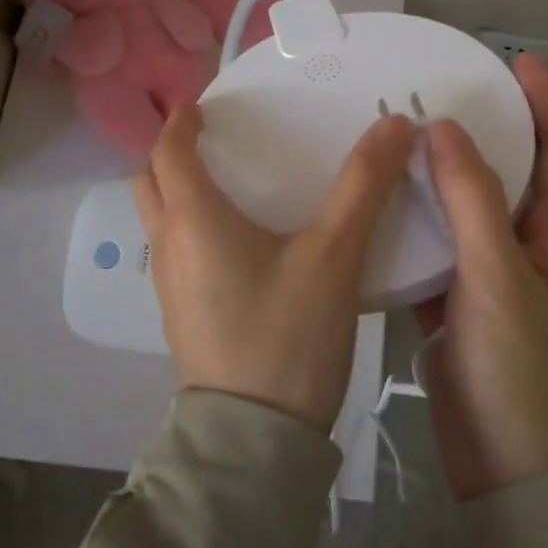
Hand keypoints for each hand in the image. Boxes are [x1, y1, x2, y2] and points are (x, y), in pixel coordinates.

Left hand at [135, 104, 417, 431]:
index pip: (168, 152)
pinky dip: (191, 226)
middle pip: (151, 182)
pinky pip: (175, 251)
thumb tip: (396, 125)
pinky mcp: (181, 315)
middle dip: (171, 153)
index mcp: (193, 220)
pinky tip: (238, 242)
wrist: (253, 443)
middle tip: (211, 140)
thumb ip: (363, 187)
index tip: (201, 105)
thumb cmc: (286, 336)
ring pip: (159, 219)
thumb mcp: (333, 256)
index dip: (180, 122)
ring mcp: (169, 286)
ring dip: (178, 191)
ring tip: (228, 184)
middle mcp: (169, 246)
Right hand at [417, 54, 547, 499]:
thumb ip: (474, 202)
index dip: (544, 102)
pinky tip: (374, 203)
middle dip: (480, 128)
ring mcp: (490, 277)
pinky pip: (433, 247)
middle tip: (431, 91)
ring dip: (437, 173)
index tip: (513, 60)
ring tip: (394, 135)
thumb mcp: (501, 280)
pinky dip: (411, 223)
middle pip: (507, 172)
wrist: (514, 477)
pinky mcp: (455, 304)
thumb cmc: (524, 374)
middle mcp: (528, 247)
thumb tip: (446, 128)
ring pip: (464, 208)